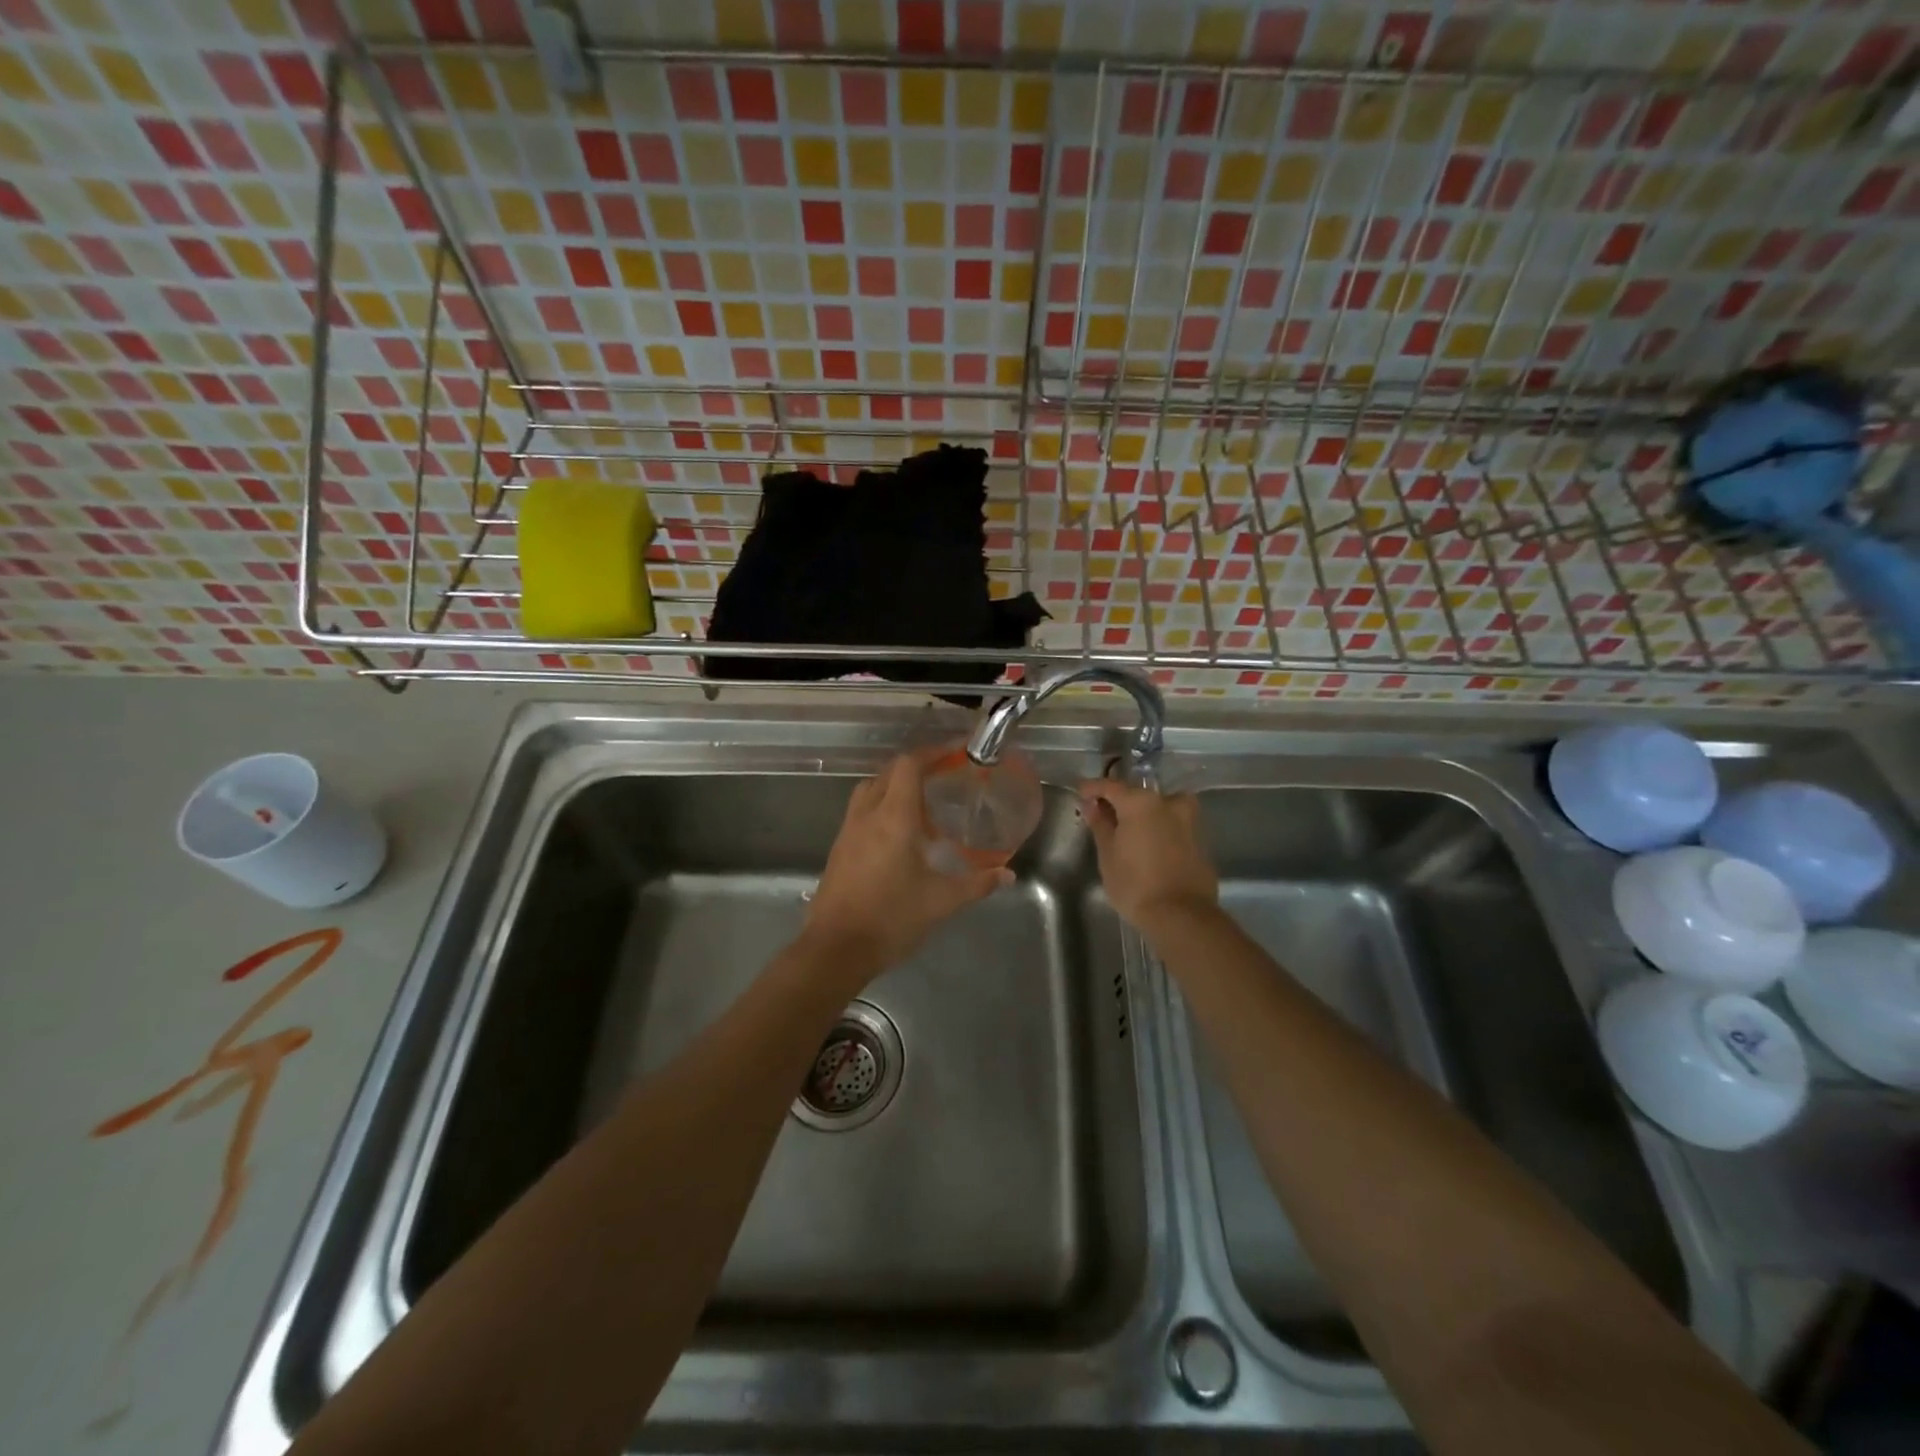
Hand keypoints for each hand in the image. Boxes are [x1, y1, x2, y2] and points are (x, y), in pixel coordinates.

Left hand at [803, 752, 1011, 980]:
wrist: (835, 949)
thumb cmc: (891, 918)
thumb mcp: (941, 901)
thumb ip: (977, 884)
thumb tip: (1008, 874)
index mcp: (894, 817)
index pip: (909, 765)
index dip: (932, 753)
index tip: (955, 755)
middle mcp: (867, 814)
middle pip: (889, 772)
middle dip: (916, 767)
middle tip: (943, 776)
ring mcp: (848, 830)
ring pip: (871, 789)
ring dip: (895, 785)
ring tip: (922, 803)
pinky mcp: (839, 848)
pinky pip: (861, 810)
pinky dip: (881, 806)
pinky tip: (899, 833)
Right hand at [1079, 779, 1218, 931]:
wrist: (1181, 916)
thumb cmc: (1135, 884)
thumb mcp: (1108, 855)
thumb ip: (1101, 825)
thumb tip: (1093, 806)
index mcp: (1140, 802)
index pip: (1110, 786)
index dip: (1092, 788)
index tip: (1081, 793)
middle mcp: (1167, 803)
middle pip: (1138, 794)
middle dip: (1120, 802)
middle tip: (1104, 816)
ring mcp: (1188, 821)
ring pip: (1161, 807)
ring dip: (1145, 814)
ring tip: (1131, 831)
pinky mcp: (1200, 841)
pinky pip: (1174, 826)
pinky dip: (1161, 829)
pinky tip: (1151, 847)